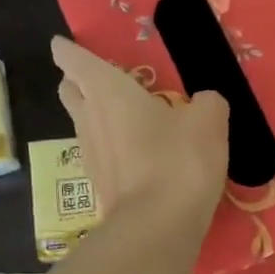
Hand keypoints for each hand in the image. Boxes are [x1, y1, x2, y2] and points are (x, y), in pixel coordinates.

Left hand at [52, 36, 228, 230]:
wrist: (158, 228)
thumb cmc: (178, 161)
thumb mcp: (209, 121)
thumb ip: (207, 103)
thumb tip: (204, 103)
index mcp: (107, 90)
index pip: (73, 60)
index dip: (68, 50)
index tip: (65, 45)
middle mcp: (89, 119)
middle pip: (70, 91)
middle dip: (78, 82)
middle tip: (103, 82)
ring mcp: (91, 156)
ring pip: (85, 125)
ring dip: (99, 118)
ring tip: (129, 120)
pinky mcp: (101, 187)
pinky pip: (102, 156)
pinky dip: (114, 150)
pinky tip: (140, 157)